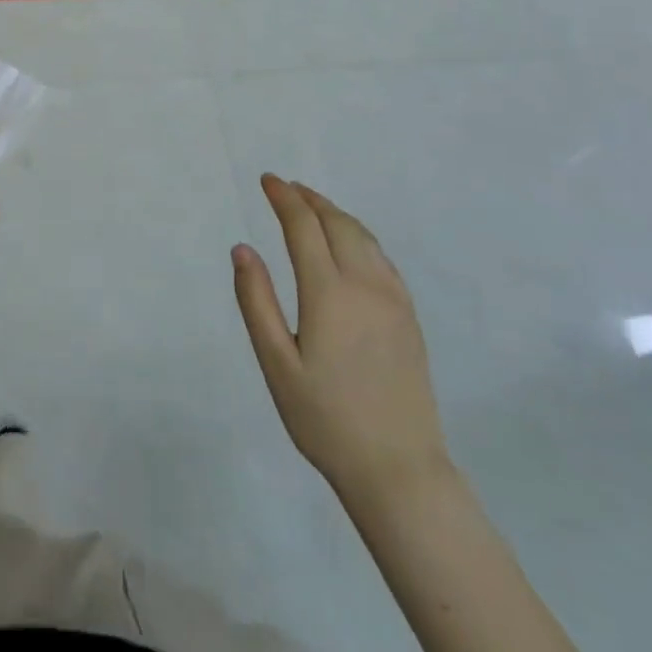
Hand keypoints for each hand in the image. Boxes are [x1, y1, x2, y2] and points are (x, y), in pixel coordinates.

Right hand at [233, 176, 451, 510]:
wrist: (399, 470)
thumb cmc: (326, 420)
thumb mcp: (277, 364)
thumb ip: (256, 302)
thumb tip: (242, 249)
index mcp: (329, 293)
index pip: (303, 227)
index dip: (284, 198)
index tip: (267, 180)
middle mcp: (365, 285)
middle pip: (337, 223)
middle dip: (309, 199)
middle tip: (286, 188)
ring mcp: (393, 300)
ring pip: (364, 237)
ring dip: (335, 214)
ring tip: (313, 207)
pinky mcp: (409, 318)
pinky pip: (382, 259)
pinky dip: (359, 236)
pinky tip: (350, 244)